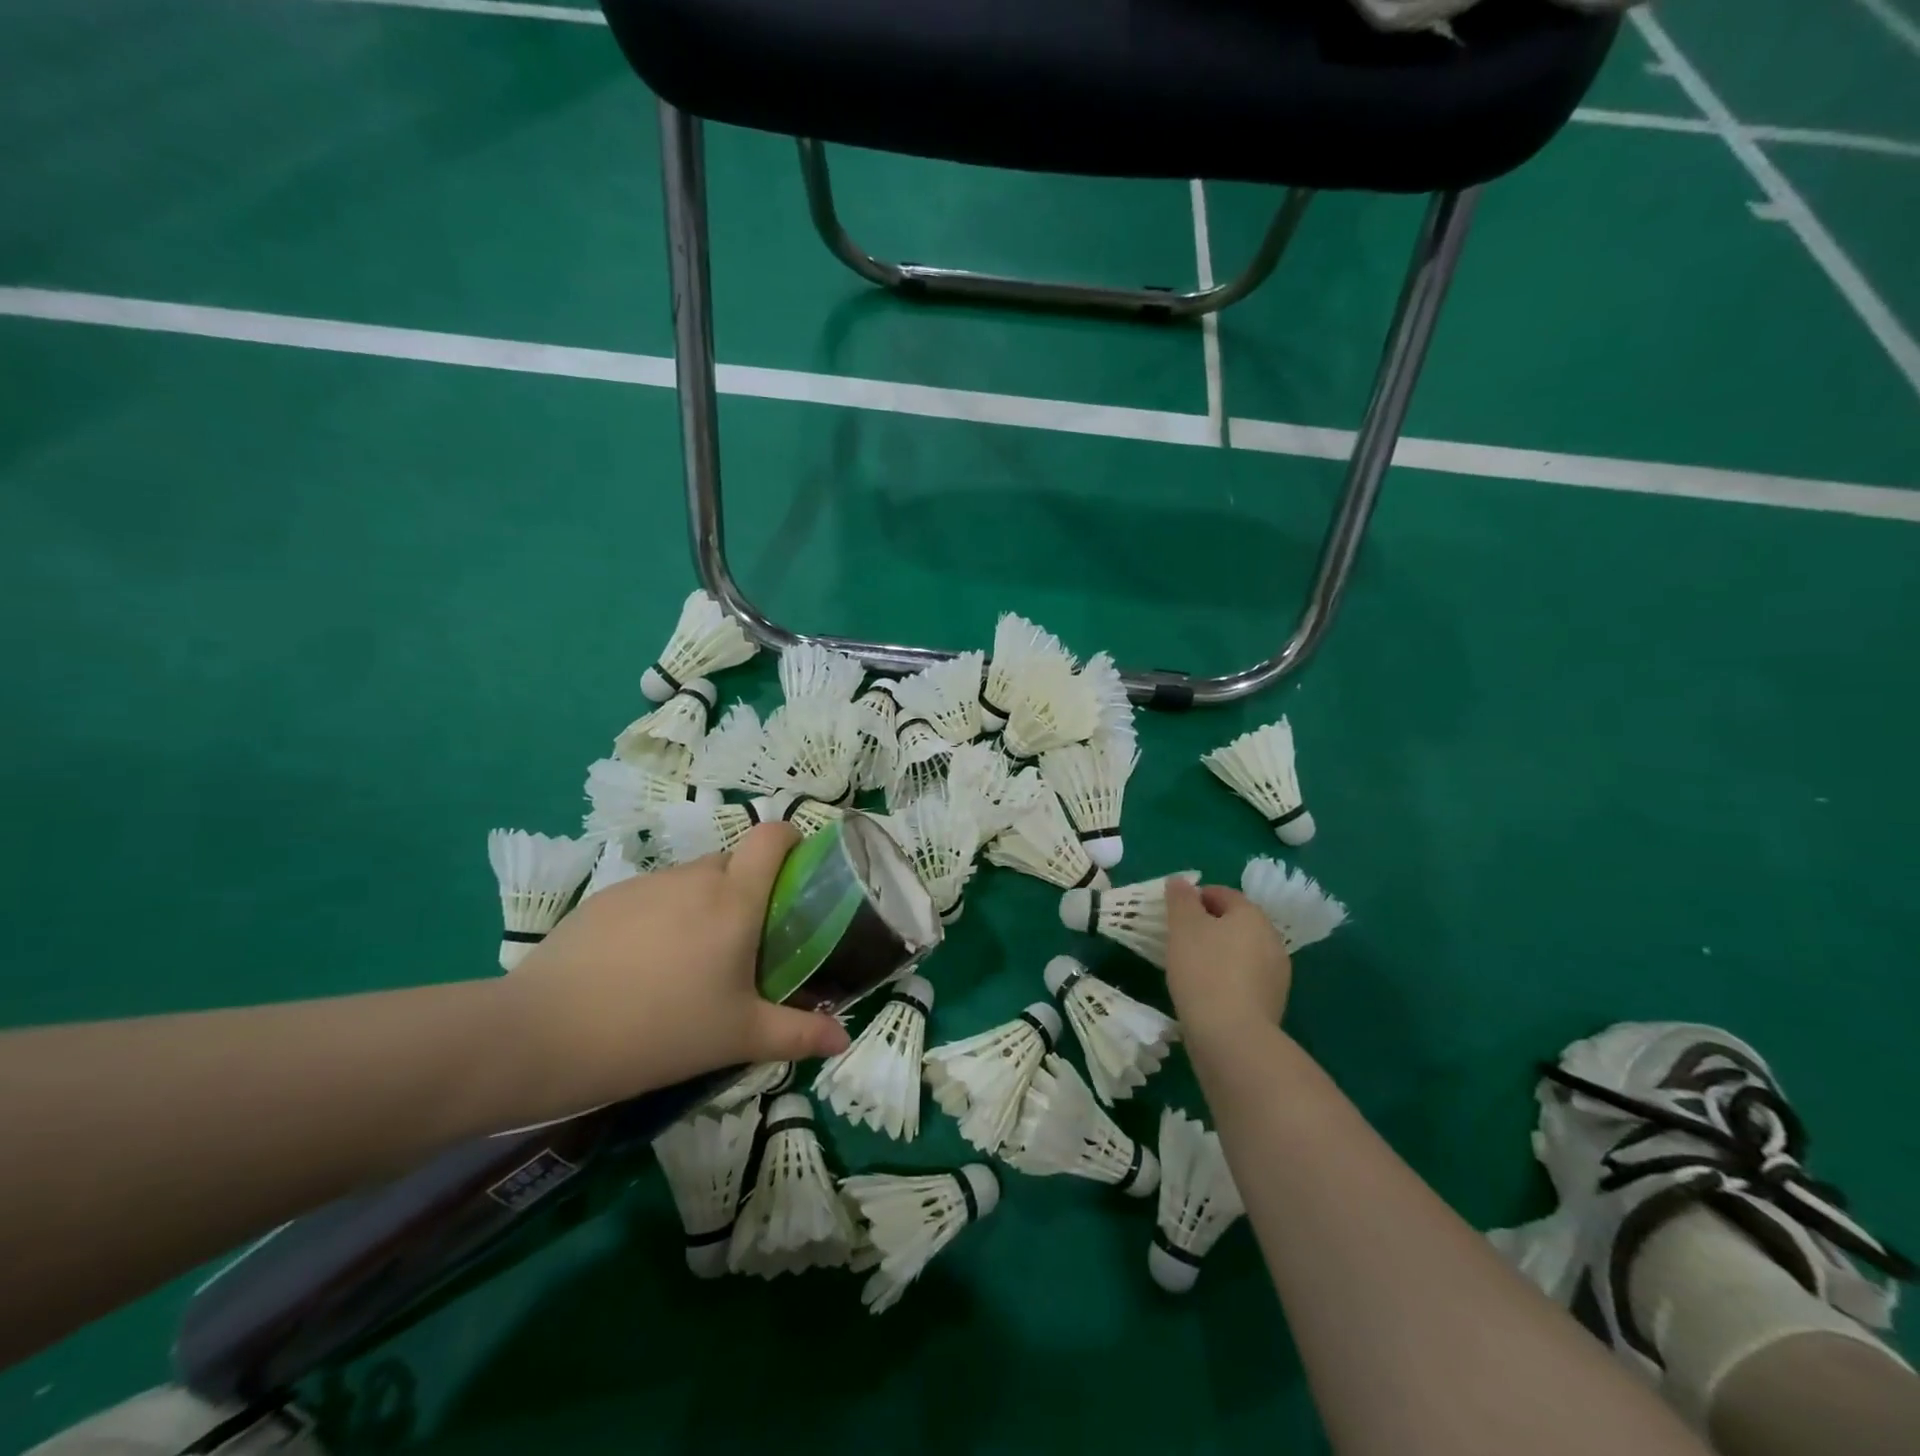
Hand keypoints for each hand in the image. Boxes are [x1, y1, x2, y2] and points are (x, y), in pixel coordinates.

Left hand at [511, 824, 849, 1110]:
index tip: (797, 873)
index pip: (772, 836)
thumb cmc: (660, 1030)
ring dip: (703, 905)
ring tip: (689, 962)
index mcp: (734, 898)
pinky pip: (651, 895)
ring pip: (690, 880)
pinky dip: (661, 917)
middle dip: (747, 889)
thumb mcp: (738, 1036)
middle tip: (744, 943)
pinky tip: (640, 966)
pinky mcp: (605, 898)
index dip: (791, 841)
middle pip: (734, 861)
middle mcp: (694, 877)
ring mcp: (645, 884)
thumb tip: (843, 1038)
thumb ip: (798, 1033)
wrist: (545, 1035)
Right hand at [1164, 876, 1292, 1041]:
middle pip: (1235, 922)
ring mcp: (1276, 974)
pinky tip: (1205, 991)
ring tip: (1189, 966)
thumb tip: (1181, 882)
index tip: (1173, 912)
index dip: (1195, 897)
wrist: (1231, 1036)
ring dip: (1218, 953)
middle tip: (1179, 938)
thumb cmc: (1204, 970)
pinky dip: (1226, 978)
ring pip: (1241, 951)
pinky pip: (1244, 979)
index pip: (1223, 894)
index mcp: (1252, 915)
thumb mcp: (1183, 926)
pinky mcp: (1272, 1003)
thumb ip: (1181, 899)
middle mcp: (1271, 939)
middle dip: (1208, 925)